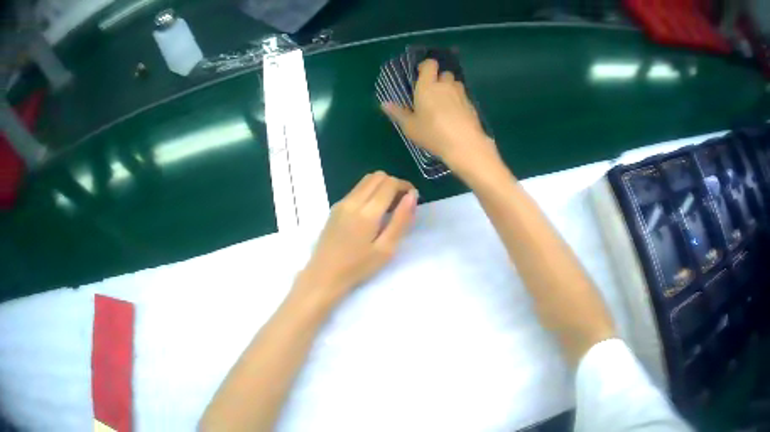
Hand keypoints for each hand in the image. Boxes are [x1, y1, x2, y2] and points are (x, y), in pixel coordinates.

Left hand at [295, 172, 417, 304]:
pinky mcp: (335, 208)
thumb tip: (412, 196)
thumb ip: (401, 220)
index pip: (389, 183)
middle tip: (402, 202)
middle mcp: (353, 201)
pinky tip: (373, 212)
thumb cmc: (358, 267)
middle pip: (378, 176)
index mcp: (367, 212)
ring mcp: (341, 203)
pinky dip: (370, 191)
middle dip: (394, 183)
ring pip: (366, 180)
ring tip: (389, 207)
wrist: (324, 275)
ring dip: (381, 186)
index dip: (405, 186)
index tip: (413, 198)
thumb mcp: (386, 249)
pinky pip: (356, 189)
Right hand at [381, 59, 501, 180]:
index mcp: (427, 86)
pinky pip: (463, 97)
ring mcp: (461, 94)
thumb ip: (398, 113)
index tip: (421, 74)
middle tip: (432, 92)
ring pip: (455, 84)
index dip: (426, 66)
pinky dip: (459, 101)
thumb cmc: (432, 133)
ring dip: (450, 88)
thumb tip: (384, 104)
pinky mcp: (471, 105)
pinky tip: (455, 115)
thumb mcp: (410, 126)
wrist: (464, 144)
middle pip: (444, 73)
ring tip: (444, 102)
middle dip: (439, 79)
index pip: (430, 64)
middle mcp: (445, 85)